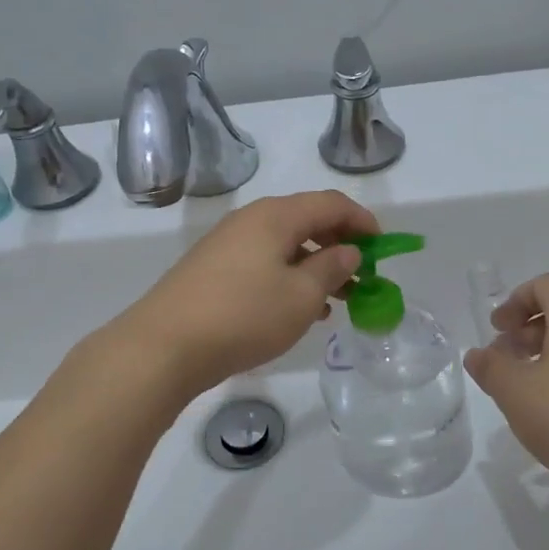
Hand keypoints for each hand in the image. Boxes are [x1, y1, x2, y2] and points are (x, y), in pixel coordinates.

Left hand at [109, 190, 377, 400]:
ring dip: (315, 267)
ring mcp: (227, 245)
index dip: (362, 221)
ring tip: (336, 301)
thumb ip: (332, 268)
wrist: (164, 345)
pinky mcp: (212, 270)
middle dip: (340, 247)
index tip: (383, 248)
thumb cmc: (244, 316)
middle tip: (362, 278)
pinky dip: (289, 279)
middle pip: (307, 221)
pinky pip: (263, 264)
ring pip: (285, 246)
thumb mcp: (301, 295)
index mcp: (276, 216)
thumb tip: (349, 251)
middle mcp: (250, 220)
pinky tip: (297, 310)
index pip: (331, 203)